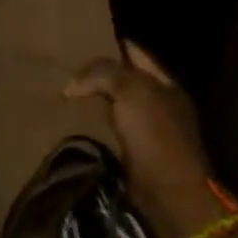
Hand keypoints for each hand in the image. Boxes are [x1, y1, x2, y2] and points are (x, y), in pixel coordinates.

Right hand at [65, 41, 218, 237]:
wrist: (172, 197)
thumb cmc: (156, 135)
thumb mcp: (131, 91)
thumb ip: (102, 74)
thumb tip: (72, 84)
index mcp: (166, 83)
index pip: (134, 52)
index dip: (110, 44)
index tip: (79, 40)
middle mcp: (160, 103)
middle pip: (125, 79)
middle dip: (99, 74)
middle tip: (66, 67)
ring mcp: (150, 131)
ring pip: (117, 105)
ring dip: (95, 101)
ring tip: (65, 93)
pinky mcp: (138, 156)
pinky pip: (112, 131)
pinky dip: (96, 126)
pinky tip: (76, 123)